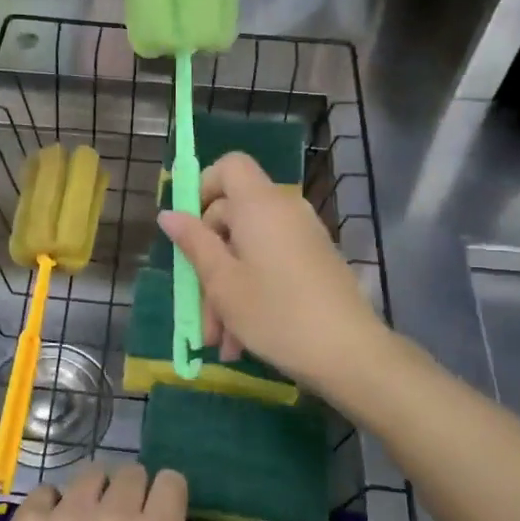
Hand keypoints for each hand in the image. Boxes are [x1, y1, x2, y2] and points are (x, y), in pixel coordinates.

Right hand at [157, 152, 385, 391]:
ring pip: (249, 249)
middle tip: (199, 311)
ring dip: (227, 289)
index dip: (203, 188)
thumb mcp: (222, 282)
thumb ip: (194, 243)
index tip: (189, 229)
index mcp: (259, 205)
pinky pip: (272, 264)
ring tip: (220, 340)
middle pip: (232, 216)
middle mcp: (284, 211)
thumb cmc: (275, 313)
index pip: (229, 166)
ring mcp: (303, 237)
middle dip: (208, 262)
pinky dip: (252, 292)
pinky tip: (242, 340)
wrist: (350, 354)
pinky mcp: (315, 262)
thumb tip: (169, 214)